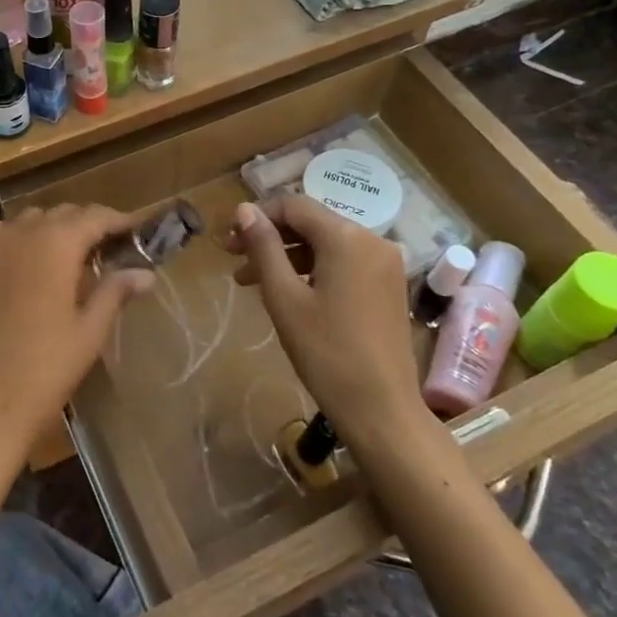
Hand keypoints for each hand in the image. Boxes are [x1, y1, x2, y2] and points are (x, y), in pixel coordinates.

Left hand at [0, 205, 153, 482]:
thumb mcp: (89, 331)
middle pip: (62, 214)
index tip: (138, 232)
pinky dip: (23, 240)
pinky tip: (34, 268)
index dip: (119, 221)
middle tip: (111, 250)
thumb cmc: (45, 370)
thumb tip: (146, 273)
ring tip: (73, 259)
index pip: (94, 216)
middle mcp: (20, 233)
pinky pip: (3, 237)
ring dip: (54, 230)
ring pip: (30, 221)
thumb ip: (115, 291)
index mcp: (54, 243)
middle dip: (88, 225)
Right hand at [224, 195, 428, 449]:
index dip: (257, 217)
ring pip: (326, 244)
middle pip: (311, 223)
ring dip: (287, 256)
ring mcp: (385, 264)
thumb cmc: (326, 352)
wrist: (382, 410)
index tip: (228, 241)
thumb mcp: (284, 297)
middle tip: (234, 260)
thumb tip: (244, 209)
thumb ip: (263, 247)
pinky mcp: (388, 286)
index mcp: (347, 237)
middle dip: (270, 237)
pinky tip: (288, 292)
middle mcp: (372, 240)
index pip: (294, 206)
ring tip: (251, 282)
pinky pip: (344, 263)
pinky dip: (313, 269)